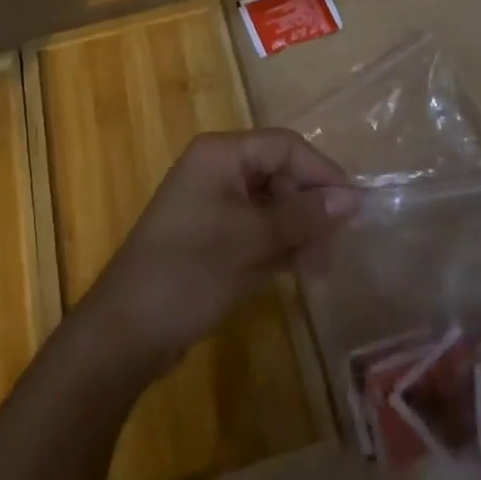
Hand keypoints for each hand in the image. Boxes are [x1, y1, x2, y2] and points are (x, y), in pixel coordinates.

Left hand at [80, 129, 358, 376]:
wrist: (126, 333)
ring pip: (272, 206)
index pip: (285, 146)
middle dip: (310, 209)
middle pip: (280, 174)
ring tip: (317, 272)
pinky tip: (297, 273)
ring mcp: (213, 205)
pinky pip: (257, 230)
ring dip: (298, 233)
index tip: (352, 209)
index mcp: (221, 154)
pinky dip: (279, 247)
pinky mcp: (212, 238)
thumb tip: (354, 197)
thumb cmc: (190, 270)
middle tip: (331, 251)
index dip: (322, 173)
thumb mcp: (252, 240)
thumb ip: (304, 216)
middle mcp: (217, 170)